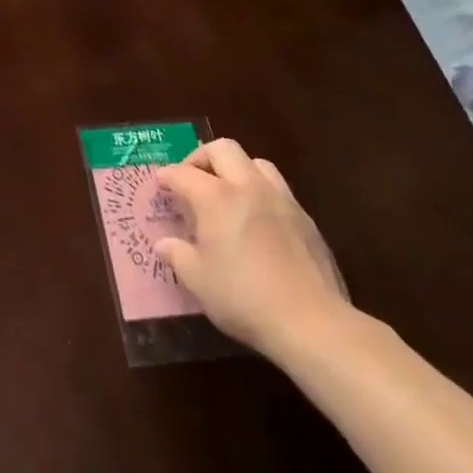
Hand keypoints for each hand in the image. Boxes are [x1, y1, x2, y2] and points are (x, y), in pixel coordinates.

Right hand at [154, 139, 350, 358]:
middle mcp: (248, 188)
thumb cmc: (244, 298)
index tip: (160, 183)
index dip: (167, 176)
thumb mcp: (198, 280)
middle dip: (202, 158)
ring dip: (236, 169)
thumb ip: (177, 255)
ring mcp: (281, 200)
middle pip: (223, 149)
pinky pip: (278, 189)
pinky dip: (261, 192)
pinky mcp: (306, 219)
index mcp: (216, 198)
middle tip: (192, 179)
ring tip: (228, 193)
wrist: (312, 322)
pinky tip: (258, 219)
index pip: (183, 173)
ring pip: (256, 163)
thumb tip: (163, 244)